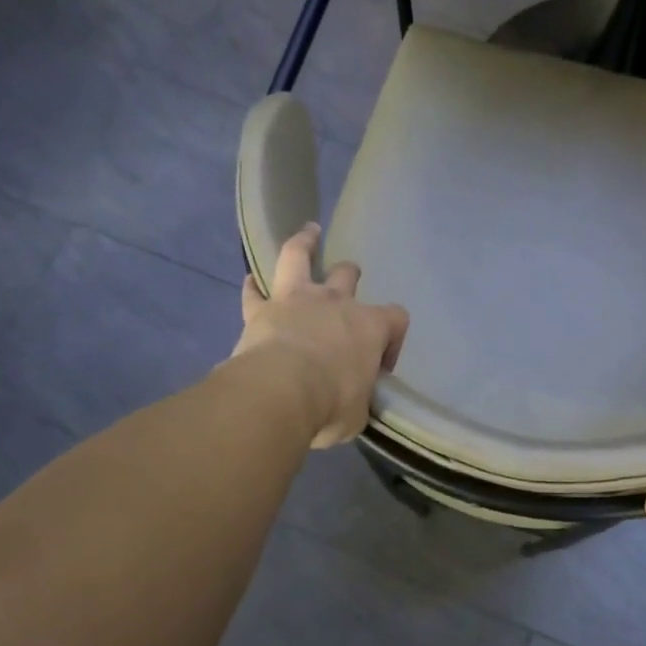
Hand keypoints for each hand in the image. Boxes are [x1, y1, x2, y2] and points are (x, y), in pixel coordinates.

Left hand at [233, 223, 409, 447]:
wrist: (280, 394)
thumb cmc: (331, 404)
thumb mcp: (357, 412)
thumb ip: (357, 397)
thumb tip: (351, 399)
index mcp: (370, 327)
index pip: (396, 319)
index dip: (393, 338)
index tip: (380, 365)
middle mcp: (336, 303)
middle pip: (348, 275)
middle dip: (350, 277)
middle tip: (347, 285)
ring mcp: (296, 300)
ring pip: (299, 257)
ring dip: (304, 242)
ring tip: (308, 232)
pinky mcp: (260, 310)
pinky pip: (253, 292)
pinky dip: (252, 287)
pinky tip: (250, 282)